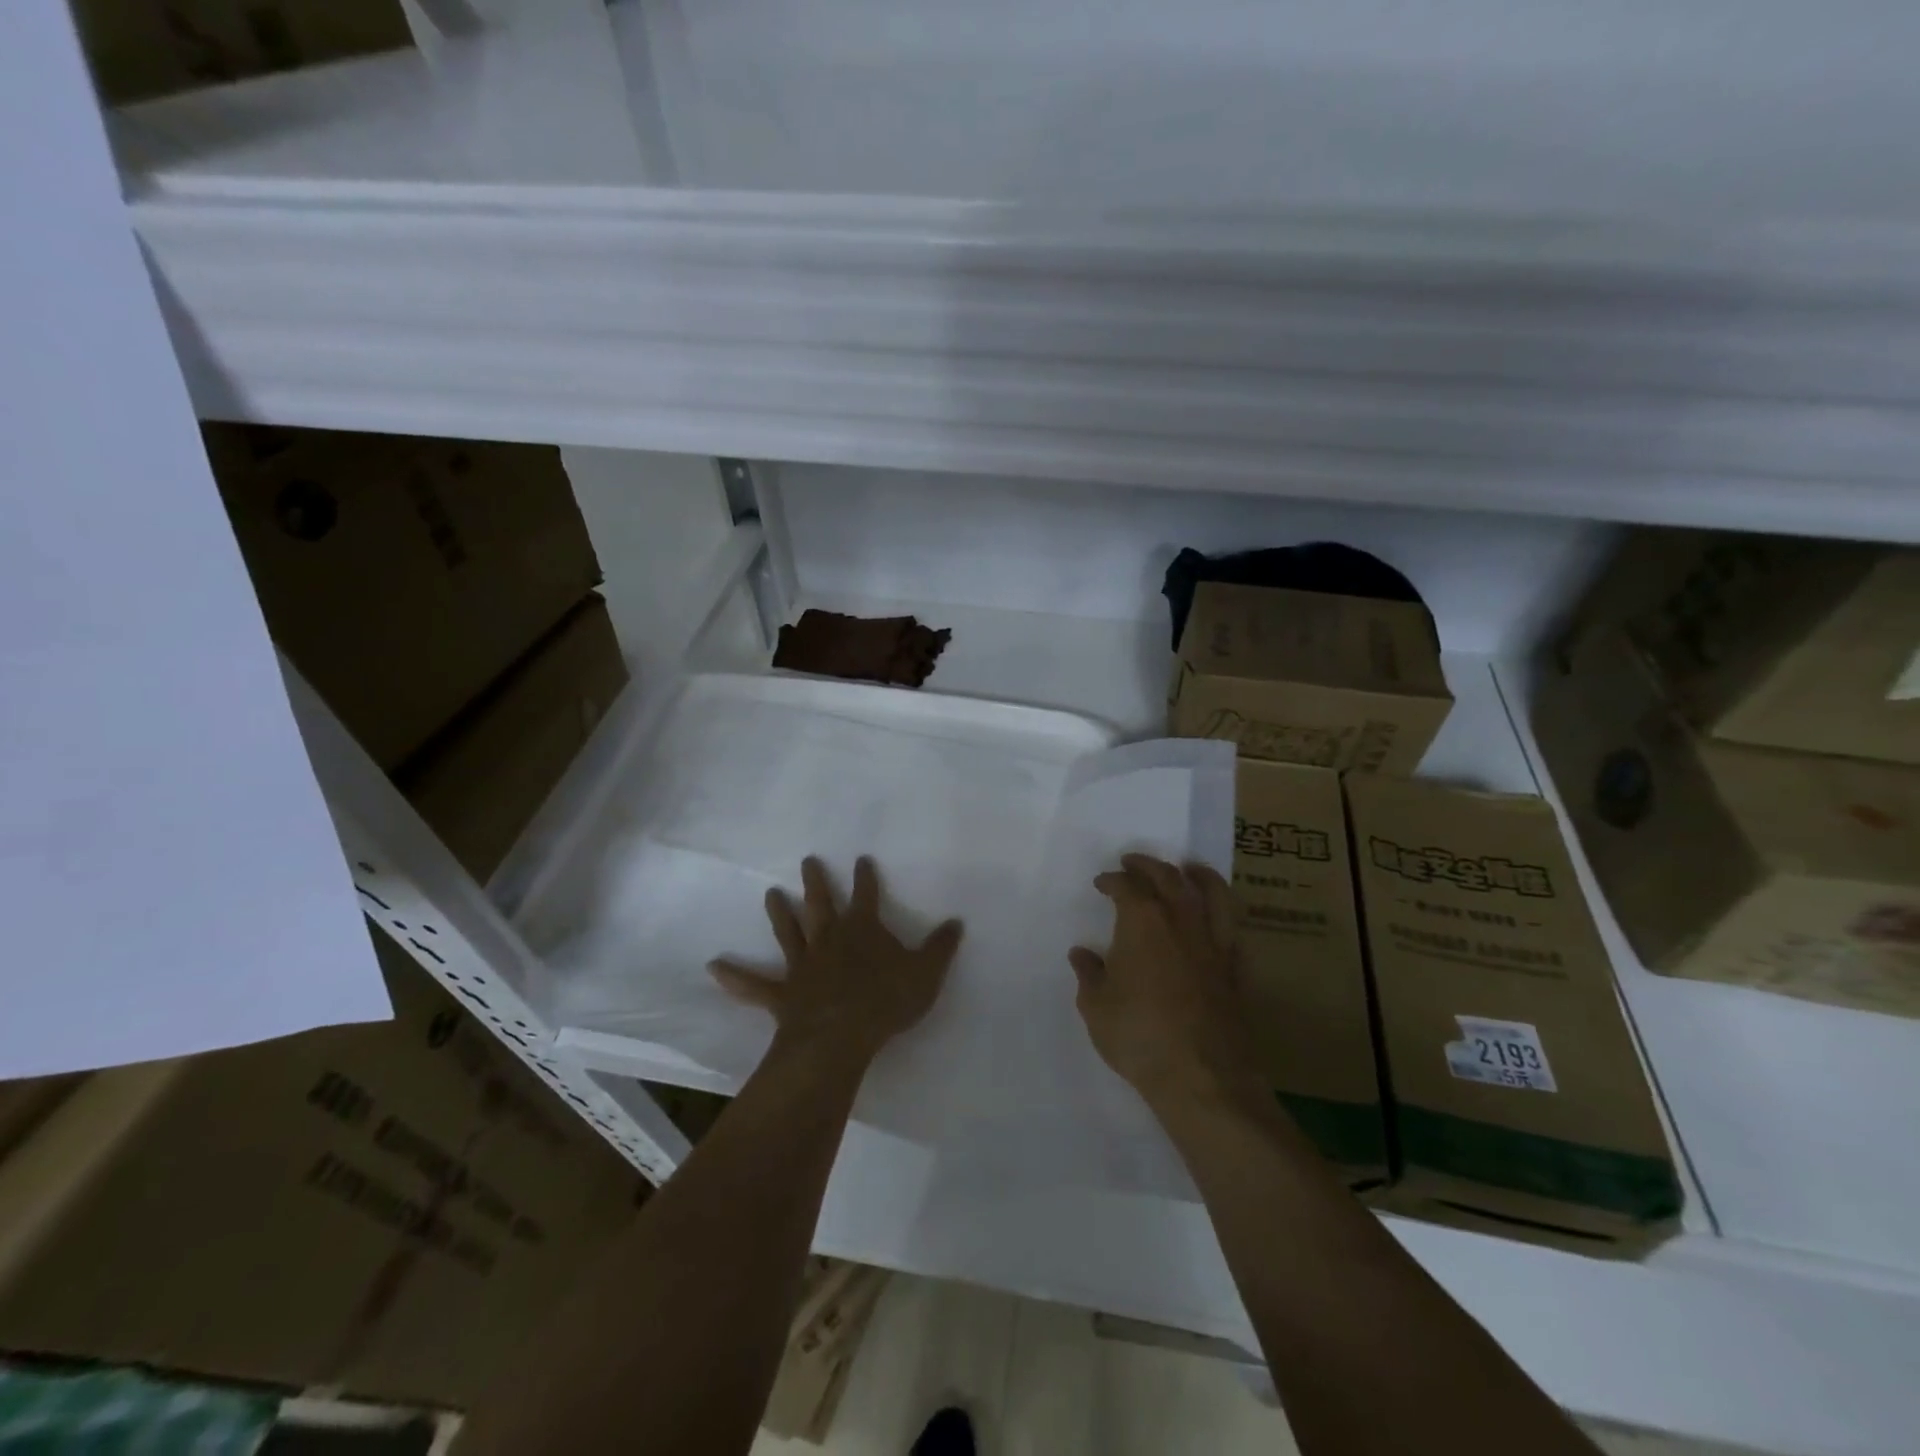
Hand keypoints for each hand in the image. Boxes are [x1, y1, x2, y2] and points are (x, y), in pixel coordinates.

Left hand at [709, 855, 962, 1063]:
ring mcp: (803, 965)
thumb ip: (940, 948)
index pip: (867, 895)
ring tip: (770, 894)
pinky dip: (735, 977)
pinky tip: (714, 967)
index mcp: (863, 930)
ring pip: (789, 932)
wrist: (842, 1035)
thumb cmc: (886, 1001)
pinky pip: (755, 985)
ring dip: (779, 913)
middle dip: (817, 882)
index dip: (866, 877)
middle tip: (807, 860)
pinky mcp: (783, 993)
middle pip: (821, 904)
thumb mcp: (926, 974)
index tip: (862, 859)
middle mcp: (829, 939)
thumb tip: (956, 922)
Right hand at [1070, 854, 1264, 1110]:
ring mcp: (1214, 943)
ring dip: (1199, 875)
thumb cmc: (1139, 1036)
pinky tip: (1217, 918)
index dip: (1113, 880)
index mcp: (1143, 922)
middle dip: (1148, 865)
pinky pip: (1234, 929)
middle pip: (1169, 878)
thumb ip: (1089, 975)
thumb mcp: (1097, 1007)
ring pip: (1213, 894)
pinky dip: (1224, 914)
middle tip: (1134, 862)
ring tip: (1189, 868)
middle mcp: (1182, 921)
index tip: (1102, 882)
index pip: (1127, 887)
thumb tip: (1082, 954)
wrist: (1202, 1077)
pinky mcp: (1235, 969)